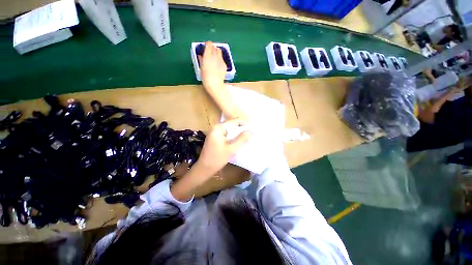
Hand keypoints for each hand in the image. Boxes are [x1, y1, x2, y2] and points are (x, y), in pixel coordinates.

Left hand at [195, 118, 251, 176]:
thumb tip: (251, 131)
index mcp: (219, 127)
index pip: (235, 121)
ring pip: (230, 129)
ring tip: (249, 135)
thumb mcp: (232, 149)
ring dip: (239, 132)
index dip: (245, 123)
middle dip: (243, 128)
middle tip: (253, 132)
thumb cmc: (217, 159)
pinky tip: (240, 139)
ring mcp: (215, 132)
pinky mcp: (216, 137)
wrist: (204, 168)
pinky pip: (227, 133)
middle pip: (232, 124)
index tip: (254, 128)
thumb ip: (242, 139)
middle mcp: (216, 127)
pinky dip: (234, 136)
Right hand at [198, 41, 226, 92]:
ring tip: (214, 58)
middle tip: (209, 53)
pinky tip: (218, 65)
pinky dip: (220, 59)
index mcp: (207, 55)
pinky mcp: (225, 65)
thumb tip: (201, 56)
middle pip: (214, 47)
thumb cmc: (206, 78)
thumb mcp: (201, 68)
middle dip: (212, 48)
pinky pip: (222, 59)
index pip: (209, 44)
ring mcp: (221, 60)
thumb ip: (201, 60)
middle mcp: (215, 56)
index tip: (205, 47)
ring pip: (219, 51)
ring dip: (216, 52)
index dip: (207, 45)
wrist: (215, 85)